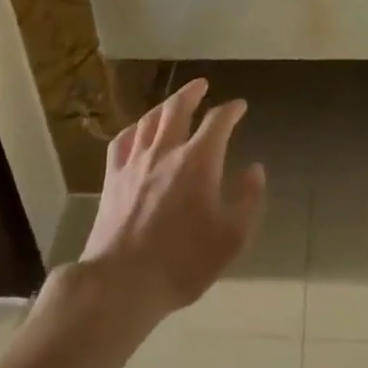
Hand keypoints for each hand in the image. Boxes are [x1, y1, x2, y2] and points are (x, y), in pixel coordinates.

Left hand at [81, 78, 265, 320]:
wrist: (122, 283)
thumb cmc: (183, 262)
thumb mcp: (231, 238)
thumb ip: (248, 200)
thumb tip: (255, 170)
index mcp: (198, 161)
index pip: (218, 121)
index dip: (231, 110)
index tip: (240, 106)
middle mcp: (166, 151)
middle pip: (177, 108)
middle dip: (192, 92)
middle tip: (202, 84)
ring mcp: (135, 162)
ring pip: (149, 120)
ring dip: (164, 105)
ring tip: (172, 102)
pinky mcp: (112, 178)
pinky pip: (122, 141)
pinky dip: (134, 129)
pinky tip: (137, 131)